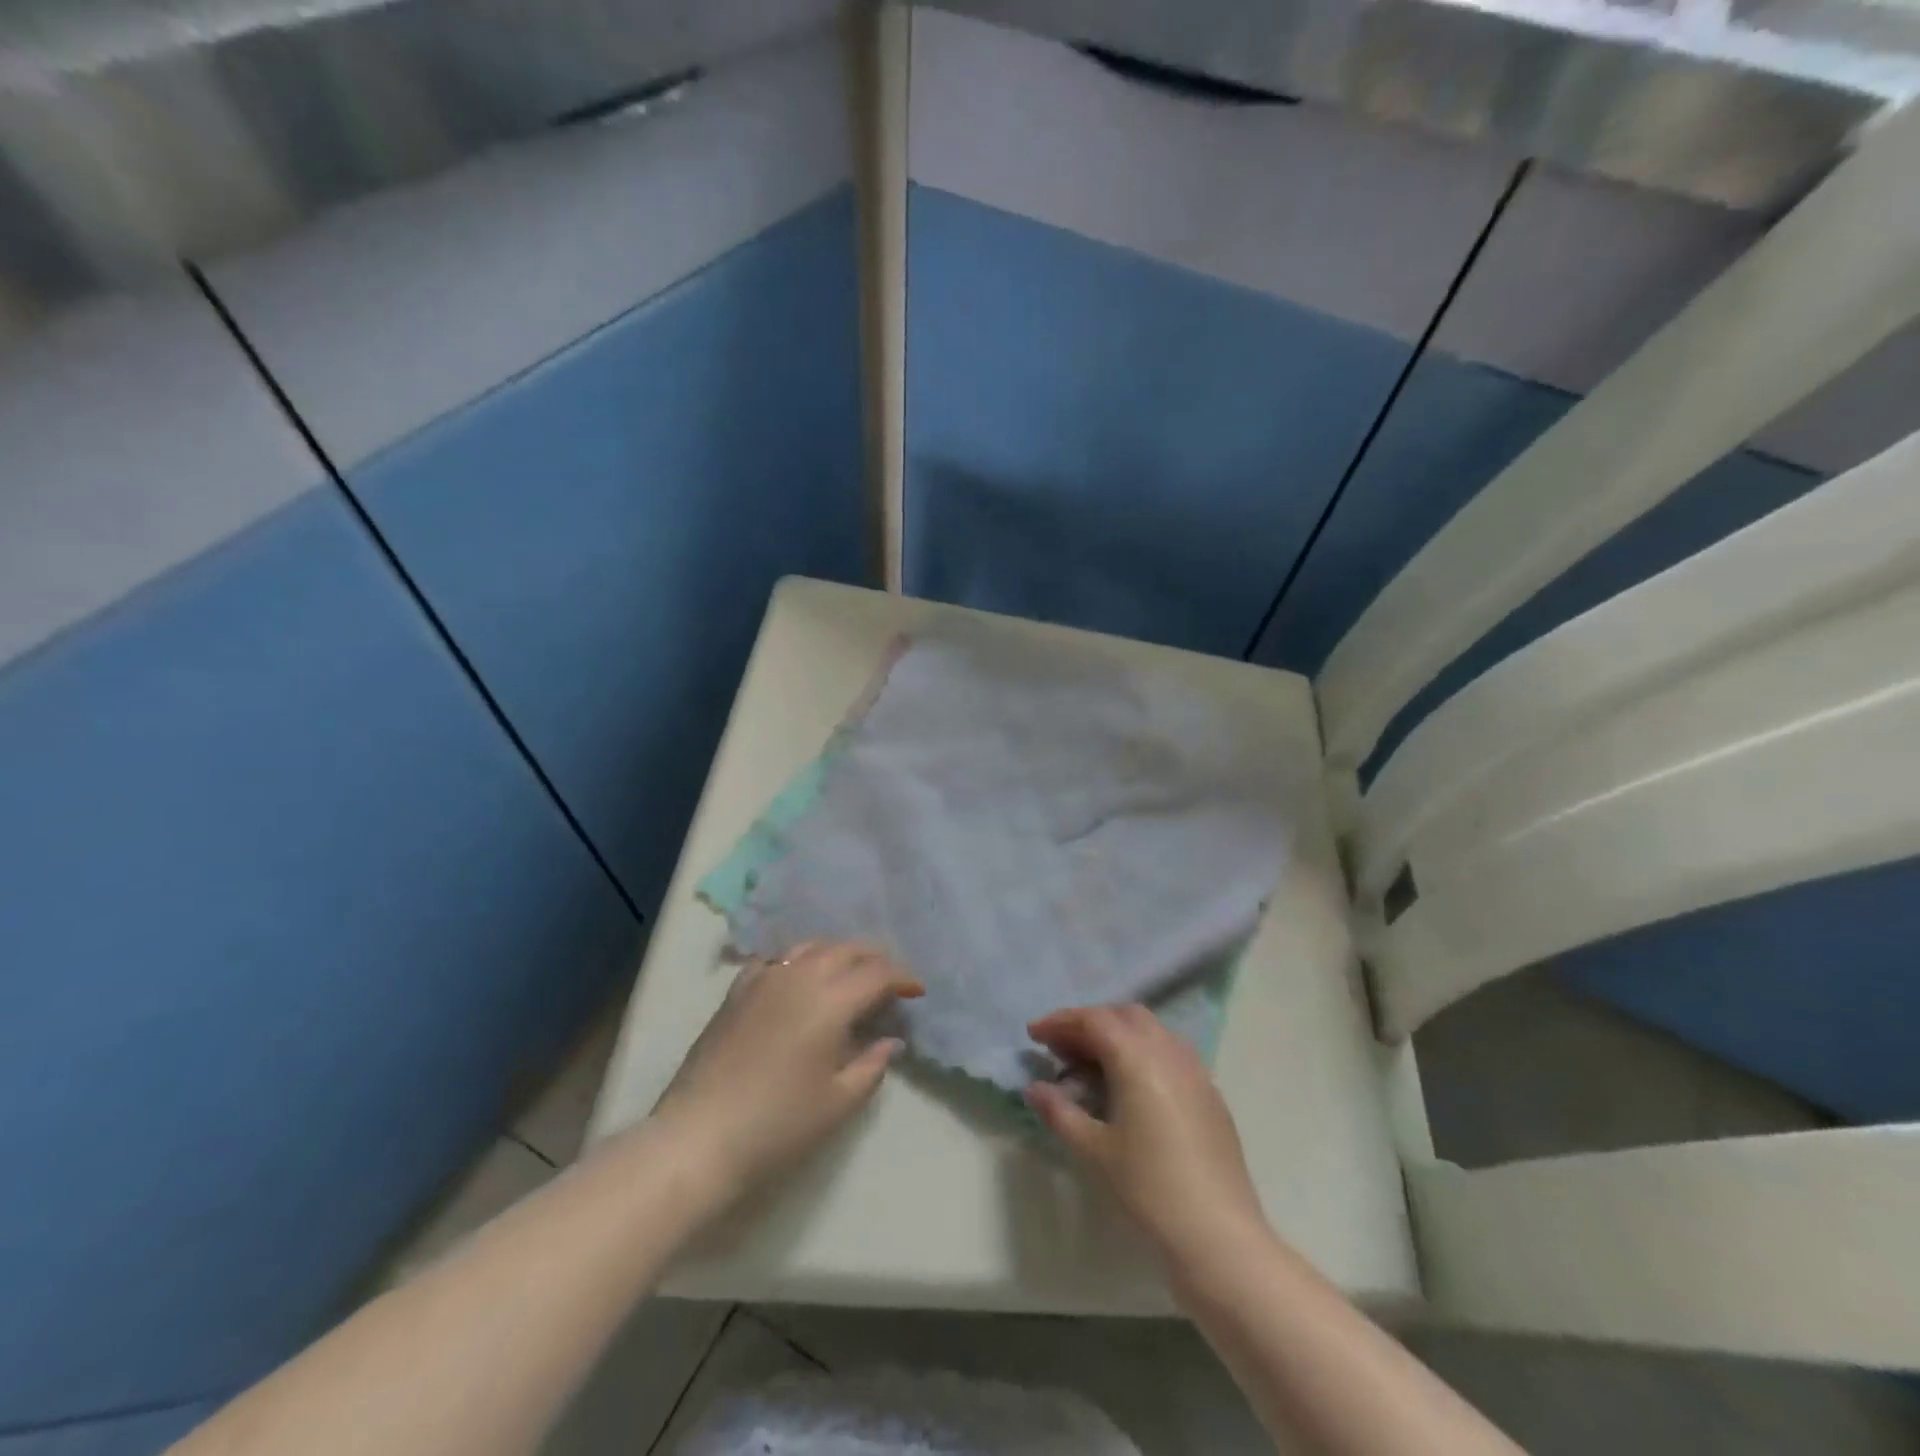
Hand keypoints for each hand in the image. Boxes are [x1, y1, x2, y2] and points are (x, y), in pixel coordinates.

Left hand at [650, 941, 922, 1199]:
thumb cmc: (777, 1124)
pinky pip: (776, 959)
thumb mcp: (838, 1102)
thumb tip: (890, 1040)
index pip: (878, 973)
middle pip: (847, 949)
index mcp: (830, 1000)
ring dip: (838, 954)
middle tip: (889, 983)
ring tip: (849, 975)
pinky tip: (799, 978)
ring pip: (811, 946)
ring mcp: (765, 978)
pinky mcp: (738, 990)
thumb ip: (871, 1065)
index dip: (903, 978)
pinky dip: (798, 960)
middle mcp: (800, 976)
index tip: (916, 992)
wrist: (699, 1137)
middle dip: (875, 960)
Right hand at [1026, 1005, 1267, 1262]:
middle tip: (1061, 1048)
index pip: (1093, 1020)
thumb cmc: (1149, 1188)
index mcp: (1138, 1057)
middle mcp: (1168, 1050)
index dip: (1060, 1022)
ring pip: (1151, 1029)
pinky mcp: (1210, 1092)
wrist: (1219, 1235)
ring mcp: (1195, 1070)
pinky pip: (1171, 1051)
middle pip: (1124, 1015)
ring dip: (1118, 1034)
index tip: (1034, 1035)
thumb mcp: (1095, 1150)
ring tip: (1092, 1063)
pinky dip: (1143, 1051)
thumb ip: (1061, 1112)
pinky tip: (1131, 1084)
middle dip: (1090, 1023)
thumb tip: (1034, 1088)